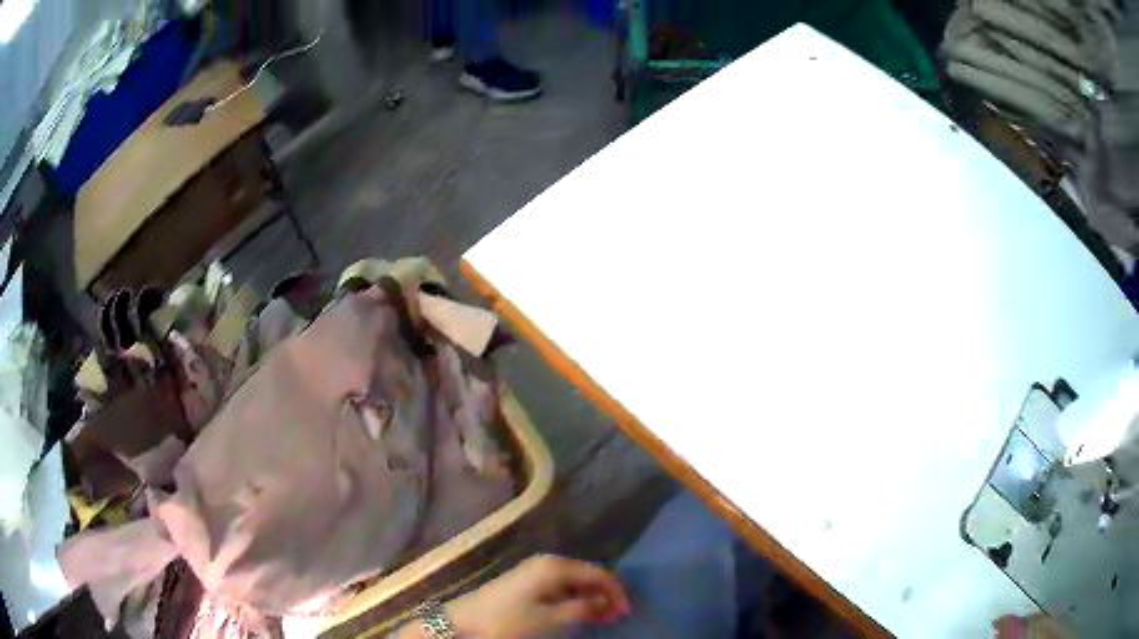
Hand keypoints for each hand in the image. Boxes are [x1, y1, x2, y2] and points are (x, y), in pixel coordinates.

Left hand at [443, 554, 630, 637]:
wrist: (463, 622)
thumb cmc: (509, 621)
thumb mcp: (551, 619)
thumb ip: (583, 608)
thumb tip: (607, 601)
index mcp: (556, 566)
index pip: (599, 573)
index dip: (617, 592)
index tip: (627, 614)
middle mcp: (547, 563)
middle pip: (587, 575)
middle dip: (605, 595)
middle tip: (616, 618)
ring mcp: (534, 572)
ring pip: (574, 582)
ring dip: (590, 599)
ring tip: (601, 618)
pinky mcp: (525, 583)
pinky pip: (560, 587)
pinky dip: (574, 599)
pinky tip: (578, 613)